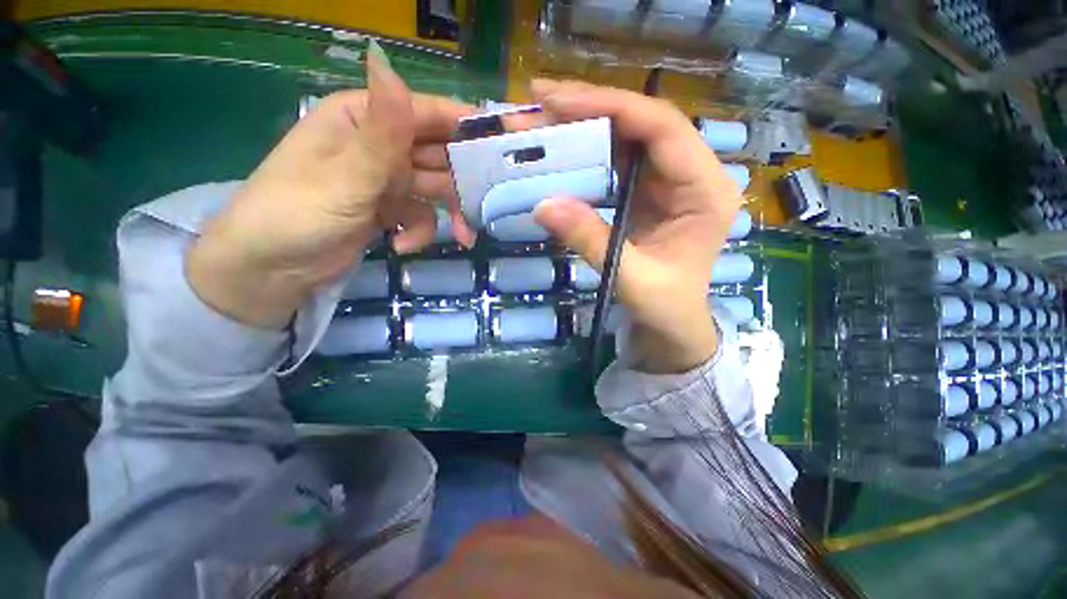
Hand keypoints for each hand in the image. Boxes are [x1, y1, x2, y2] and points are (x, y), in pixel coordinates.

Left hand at [186, 44, 476, 328]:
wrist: (270, 270)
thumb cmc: (296, 214)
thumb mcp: (344, 176)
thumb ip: (380, 133)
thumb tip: (385, 58)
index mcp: (366, 118)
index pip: (429, 114)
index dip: (469, 128)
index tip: (506, 147)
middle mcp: (381, 144)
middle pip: (440, 155)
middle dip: (464, 183)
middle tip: (488, 204)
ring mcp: (387, 179)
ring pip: (437, 189)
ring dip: (450, 214)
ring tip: (462, 237)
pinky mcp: (389, 209)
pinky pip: (421, 216)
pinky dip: (419, 233)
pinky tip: (402, 248)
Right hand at [530, 80, 743, 373]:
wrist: (671, 323)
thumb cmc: (664, 307)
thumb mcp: (630, 279)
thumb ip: (591, 241)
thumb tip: (544, 204)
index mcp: (705, 191)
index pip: (663, 128)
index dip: (612, 107)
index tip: (558, 100)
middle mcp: (692, 174)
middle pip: (642, 123)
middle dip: (591, 107)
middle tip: (539, 98)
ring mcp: (668, 181)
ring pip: (626, 137)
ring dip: (584, 125)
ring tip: (540, 118)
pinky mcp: (647, 191)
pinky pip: (616, 161)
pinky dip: (586, 152)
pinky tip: (560, 148)